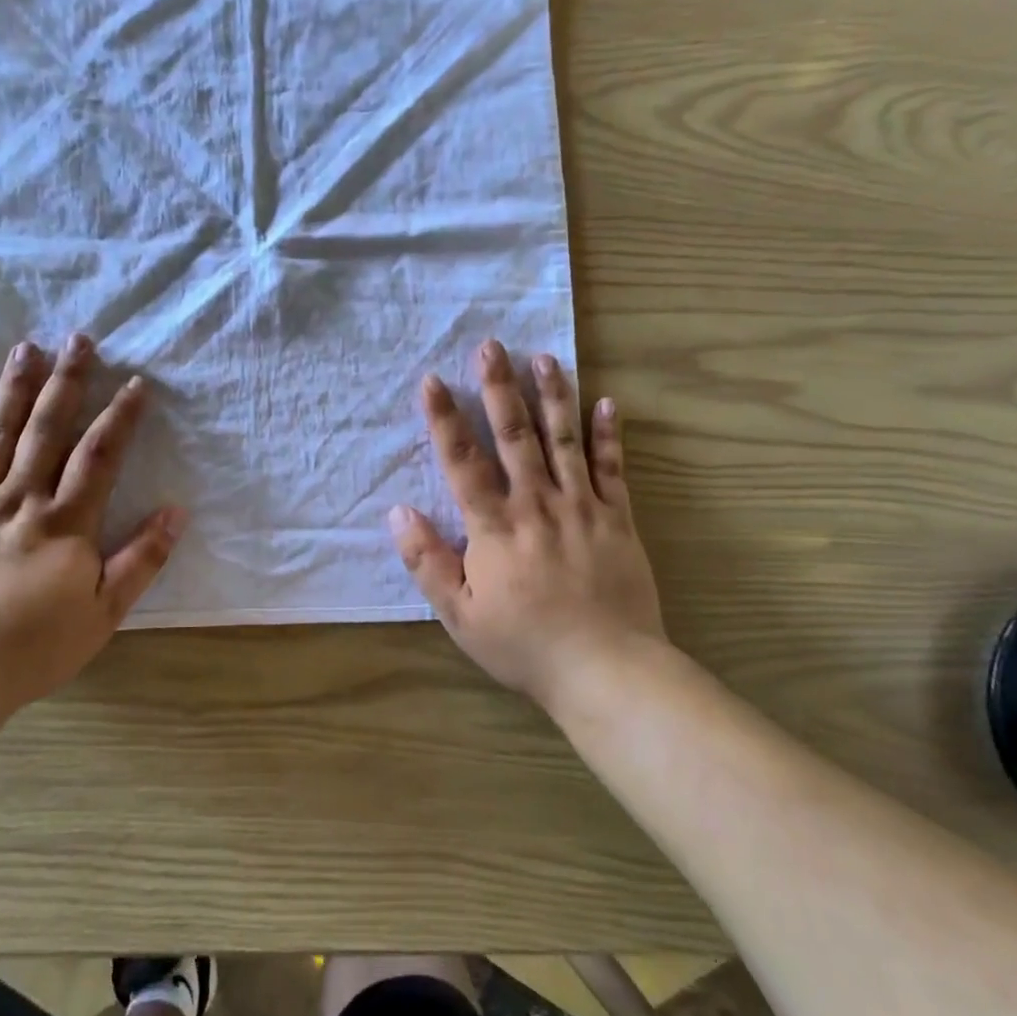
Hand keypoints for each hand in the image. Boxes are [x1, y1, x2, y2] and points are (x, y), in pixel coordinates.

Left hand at [0, 334, 184, 714]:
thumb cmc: (31, 649)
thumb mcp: (103, 613)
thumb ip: (142, 560)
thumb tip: (176, 511)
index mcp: (64, 521)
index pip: (99, 455)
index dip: (120, 416)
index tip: (135, 382)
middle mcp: (18, 498)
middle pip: (47, 428)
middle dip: (67, 381)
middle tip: (79, 338)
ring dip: (13, 387)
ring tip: (26, 347)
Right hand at [388, 339, 671, 707]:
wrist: (605, 669)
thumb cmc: (523, 644)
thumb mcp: (459, 614)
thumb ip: (426, 561)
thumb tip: (398, 512)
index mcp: (494, 527)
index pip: (462, 461)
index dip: (444, 419)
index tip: (431, 380)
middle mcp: (536, 504)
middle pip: (515, 435)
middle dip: (499, 388)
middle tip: (491, 346)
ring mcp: (582, 507)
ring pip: (564, 440)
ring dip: (552, 396)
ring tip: (544, 357)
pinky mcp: (618, 519)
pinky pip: (613, 469)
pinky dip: (609, 434)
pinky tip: (607, 401)